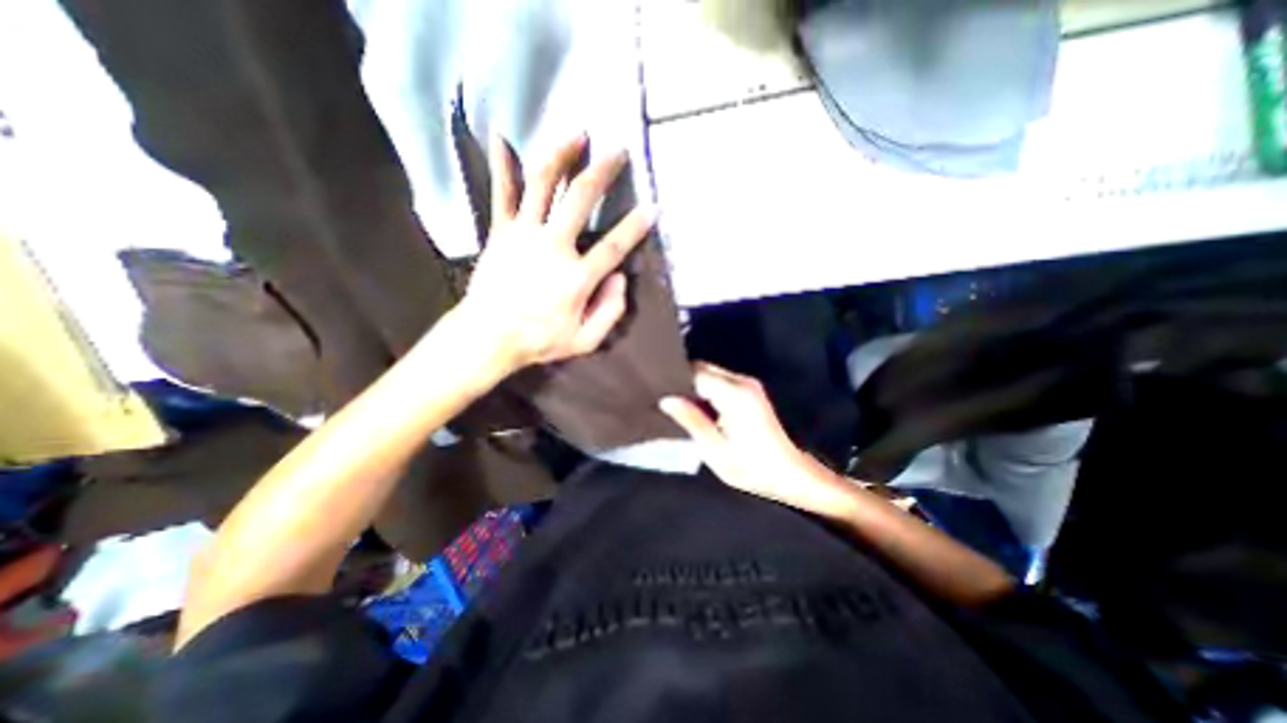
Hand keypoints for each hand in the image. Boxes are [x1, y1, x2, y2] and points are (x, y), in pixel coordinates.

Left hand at [452, 130, 654, 374]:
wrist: (488, 337)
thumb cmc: (539, 340)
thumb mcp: (585, 341)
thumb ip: (610, 312)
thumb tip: (620, 279)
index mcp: (576, 277)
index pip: (615, 245)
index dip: (637, 225)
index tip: (653, 206)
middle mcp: (552, 247)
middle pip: (580, 199)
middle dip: (602, 172)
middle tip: (617, 151)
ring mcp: (524, 235)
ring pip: (542, 184)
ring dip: (561, 155)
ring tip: (576, 134)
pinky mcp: (500, 232)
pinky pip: (502, 194)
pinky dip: (502, 165)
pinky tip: (500, 137)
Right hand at [663, 365, 861, 520]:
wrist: (791, 474)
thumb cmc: (753, 468)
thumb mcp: (716, 451)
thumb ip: (691, 421)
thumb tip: (666, 399)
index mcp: (734, 395)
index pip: (696, 372)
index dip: (674, 379)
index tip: (657, 391)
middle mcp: (742, 382)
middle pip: (703, 368)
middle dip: (683, 381)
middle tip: (665, 399)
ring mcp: (748, 385)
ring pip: (710, 373)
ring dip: (694, 386)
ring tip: (677, 404)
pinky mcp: (750, 391)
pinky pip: (720, 381)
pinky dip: (705, 390)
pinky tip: (697, 408)